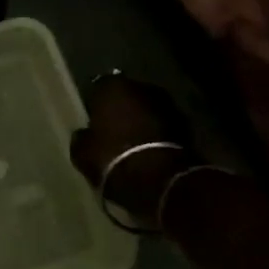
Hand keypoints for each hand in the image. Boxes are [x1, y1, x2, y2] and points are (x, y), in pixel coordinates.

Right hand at [69, 74, 195, 226]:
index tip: (92, 120)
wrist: (161, 181)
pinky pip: (163, 126)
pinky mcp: (186, 126)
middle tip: (112, 129)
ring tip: (132, 142)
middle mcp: (141, 87)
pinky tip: (148, 151)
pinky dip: (157, 134)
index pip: (98, 87)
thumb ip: (81, 138)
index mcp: (112, 87)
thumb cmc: (113, 158)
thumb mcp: (82, 153)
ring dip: (141, 121)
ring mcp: (167, 105)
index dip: (95, 104)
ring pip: (147, 110)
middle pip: (127, 95)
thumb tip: (84, 135)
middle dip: (121, 109)